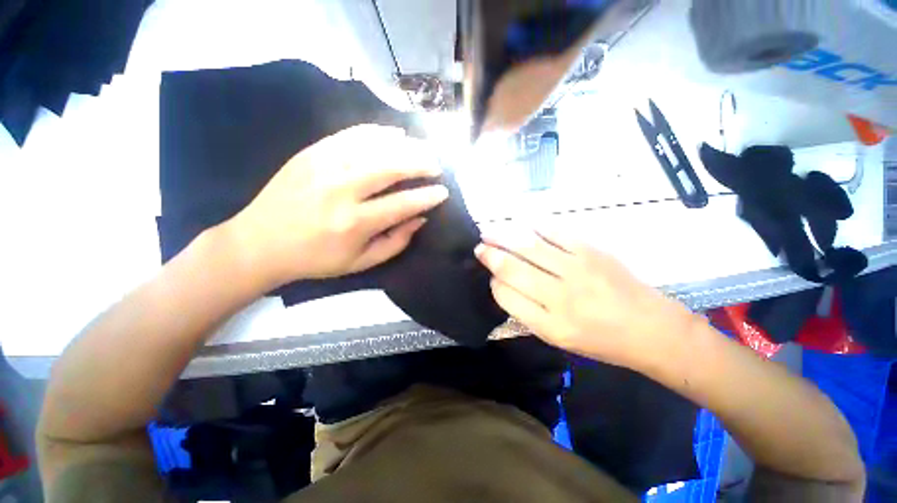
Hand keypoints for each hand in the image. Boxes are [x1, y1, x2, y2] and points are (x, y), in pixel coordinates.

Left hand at [226, 124, 448, 287]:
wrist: (259, 243)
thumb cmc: (316, 259)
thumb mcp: (361, 262)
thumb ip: (396, 242)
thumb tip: (420, 218)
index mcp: (354, 223)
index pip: (403, 204)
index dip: (427, 196)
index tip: (443, 192)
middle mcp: (341, 190)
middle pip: (391, 167)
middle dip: (421, 163)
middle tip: (437, 164)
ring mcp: (323, 166)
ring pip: (374, 146)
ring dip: (404, 145)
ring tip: (422, 147)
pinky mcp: (311, 152)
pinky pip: (350, 135)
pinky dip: (376, 132)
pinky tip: (394, 133)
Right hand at [475, 227, 698, 369]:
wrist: (651, 328)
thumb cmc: (601, 340)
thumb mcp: (558, 338)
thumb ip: (527, 312)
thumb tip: (503, 284)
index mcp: (549, 324)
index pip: (506, 296)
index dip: (493, 283)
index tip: (491, 277)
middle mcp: (559, 296)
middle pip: (512, 268)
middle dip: (489, 255)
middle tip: (478, 247)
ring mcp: (576, 269)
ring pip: (527, 246)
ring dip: (503, 236)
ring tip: (488, 232)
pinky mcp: (591, 251)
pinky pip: (554, 231)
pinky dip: (533, 225)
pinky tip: (521, 224)